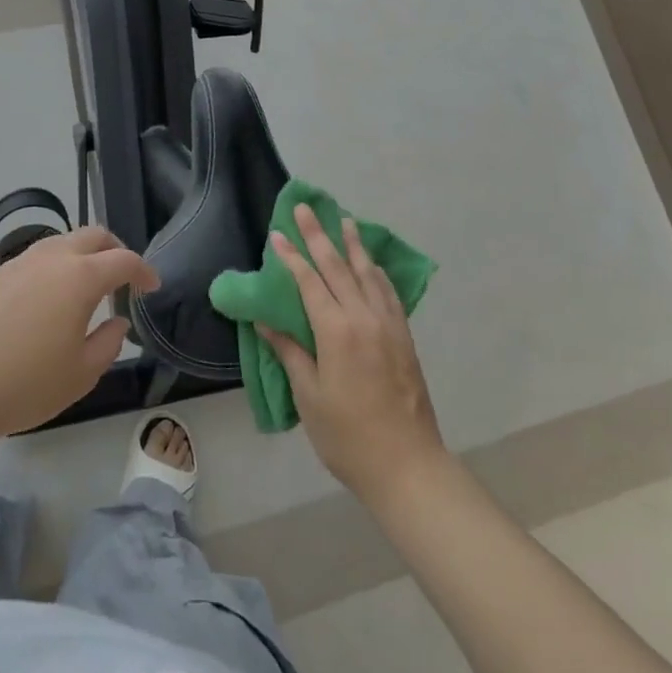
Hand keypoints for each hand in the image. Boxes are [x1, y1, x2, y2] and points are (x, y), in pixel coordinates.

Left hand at [0, 226, 157, 440]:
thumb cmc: (24, 384)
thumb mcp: (81, 374)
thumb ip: (108, 344)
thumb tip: (117, 322)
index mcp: (80, 277)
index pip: (123, 259)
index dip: (143, 271)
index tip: (151, 287)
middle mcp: (50, 258)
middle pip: (92, 235)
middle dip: (114, 249)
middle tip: (122, 277)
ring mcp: (16, 264)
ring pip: (59, 243)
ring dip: (80, 256)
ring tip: (83, 288)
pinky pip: (31, 262)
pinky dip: (50, 271)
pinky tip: (42, 305)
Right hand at [259, 203, 448, 507]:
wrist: (407, 465)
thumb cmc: (347, 436)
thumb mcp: (309, 396)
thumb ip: (290, 352)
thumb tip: (265, 321)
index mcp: (336, 331)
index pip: (310, 281)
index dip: (292, 256)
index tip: (278, 233)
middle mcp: (364, 317)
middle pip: (339, 267)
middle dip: (320, 235)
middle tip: (306, 207)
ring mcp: (389, 325)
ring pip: (368, 273)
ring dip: (353, 245)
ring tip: (344, 221)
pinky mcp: (404, 337)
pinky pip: (389, 292)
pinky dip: (377, 272)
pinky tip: (372, 264)